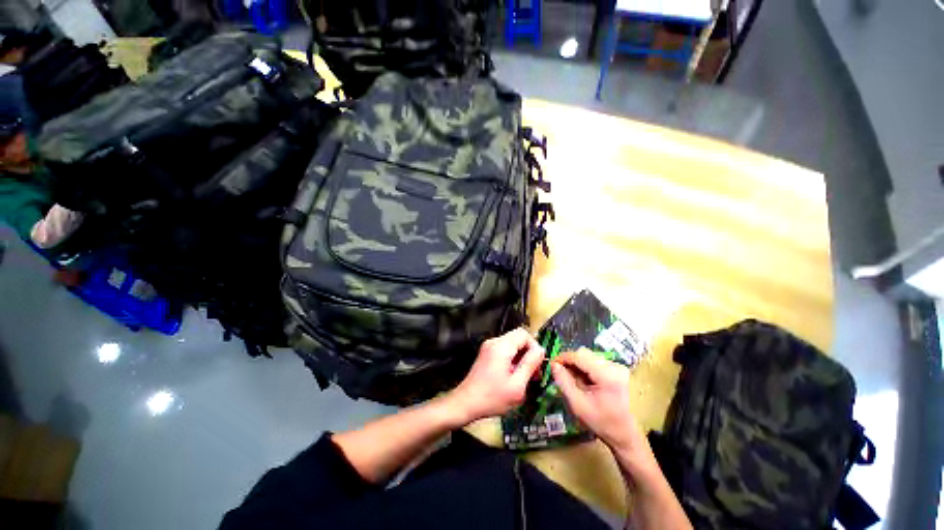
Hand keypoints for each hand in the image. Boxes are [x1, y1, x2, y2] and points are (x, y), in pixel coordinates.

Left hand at [446, 328, 544, 423]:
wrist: (466, 403)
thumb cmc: (492, 397)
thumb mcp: (517, 385)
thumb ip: (530, 364)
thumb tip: (541, 350)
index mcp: (501, 347)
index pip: (524, 334)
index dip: (534, 347)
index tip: (538, 365)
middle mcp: (494, 342)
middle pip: (518, 338)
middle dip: (529, 353)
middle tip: (534, 374)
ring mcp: (489, 347)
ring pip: (513, 344)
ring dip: (522, 358)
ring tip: (525, 377)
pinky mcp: (487, 353)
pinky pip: (505, 350)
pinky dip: (513, 360)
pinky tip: (514, 376)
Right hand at [551, 349, 646, 457]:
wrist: (627, 434)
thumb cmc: (602, 422)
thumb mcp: (578, 405)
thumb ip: (564, 382)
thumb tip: (554, 365)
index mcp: (607, 375)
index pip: (579, 356)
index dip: (563, 357)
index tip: (552, 364)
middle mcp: (615, 366)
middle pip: (585, 354)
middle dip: (571, 363)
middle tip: (563, 376)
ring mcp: (618, 367)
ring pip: (589, 357)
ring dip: (579, 366)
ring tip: (577, 383)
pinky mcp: (619, 370)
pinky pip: (596, 362)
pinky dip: (587, 369)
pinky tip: (587, 383)